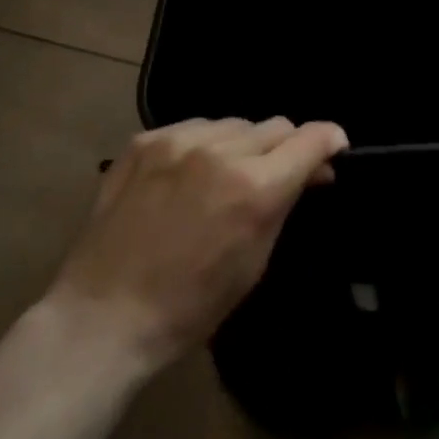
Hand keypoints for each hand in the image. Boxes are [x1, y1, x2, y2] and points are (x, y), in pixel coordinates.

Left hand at [48, 117, 348, 371]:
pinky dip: (203, 146)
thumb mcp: (255, 263)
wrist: (103, 315)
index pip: (311, 138)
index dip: (329, 140)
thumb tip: (314, 170)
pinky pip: (194, 127)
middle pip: (275, 126)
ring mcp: (179, 140)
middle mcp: (221, 150)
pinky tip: (188, 175)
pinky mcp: (146, 139)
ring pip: (235, 123)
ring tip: (225, 177)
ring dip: (242, 145)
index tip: (334, 149)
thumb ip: (285, 203)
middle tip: (275, 176)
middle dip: (284, 148)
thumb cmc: (189, 306)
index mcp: (254, 187)